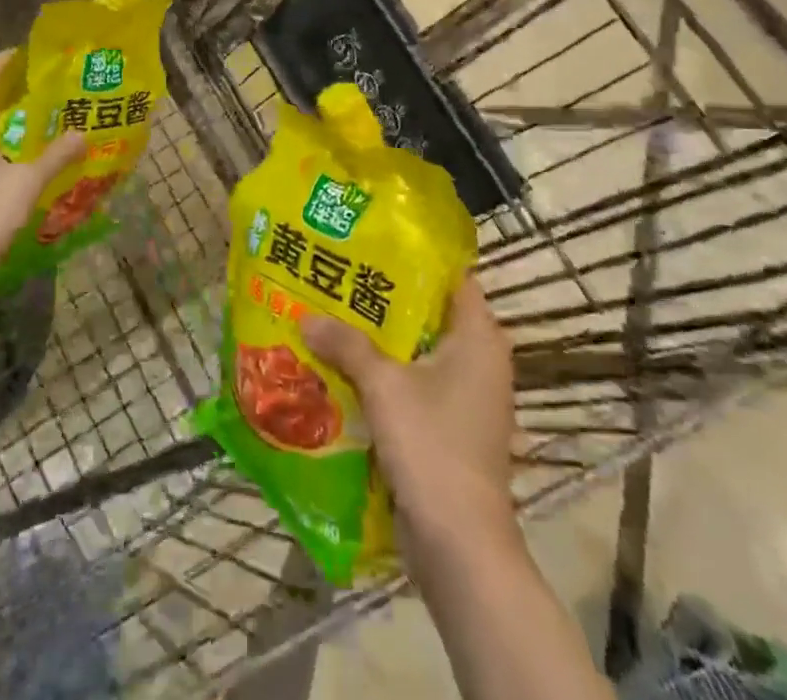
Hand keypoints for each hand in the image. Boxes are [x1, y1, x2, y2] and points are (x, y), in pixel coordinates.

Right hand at [302, 279, 514, 541]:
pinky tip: (343, 367)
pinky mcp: (450, 427)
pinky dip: (385, 374)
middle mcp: (480, 360)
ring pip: (418, 351)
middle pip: (429, 313)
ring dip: (380, 339)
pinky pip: (415, 385)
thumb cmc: (432, 446)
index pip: (452, 276)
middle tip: (340, 274)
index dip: (415, 256)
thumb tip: (305, 316)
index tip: (373, 240)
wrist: (459, 546)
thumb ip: (346, 344)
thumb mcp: (383, 385)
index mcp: (479, 337)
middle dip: (385, 297)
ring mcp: (467, 397)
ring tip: (332, 314)